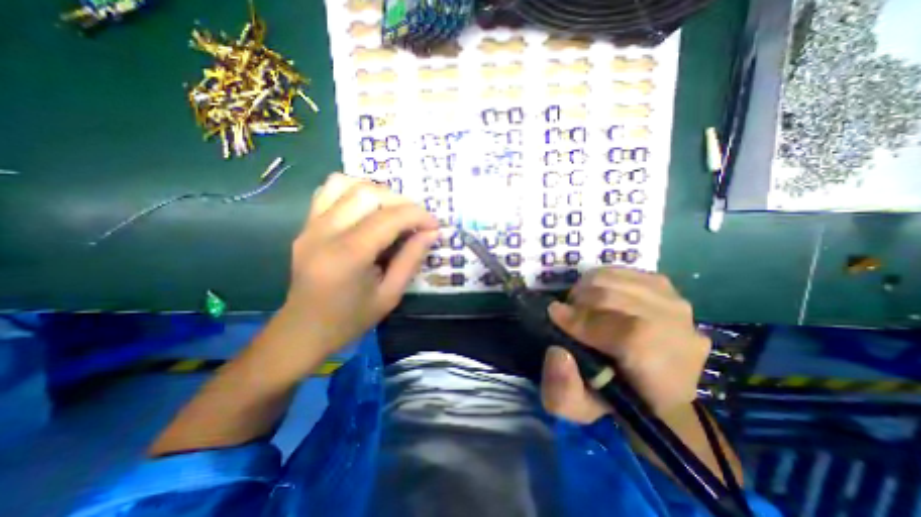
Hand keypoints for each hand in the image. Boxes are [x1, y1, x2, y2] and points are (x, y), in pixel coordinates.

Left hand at [274, 175, 436, 359]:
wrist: (303, 330)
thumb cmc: (350, 320)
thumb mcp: (390, 295)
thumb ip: (411, 260)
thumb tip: (431, 233)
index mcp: (348, 256)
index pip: (389, 218)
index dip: (418, 216)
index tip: (434, 225)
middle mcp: (325, 233)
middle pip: (368, 194)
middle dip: (401, 201)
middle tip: (416, 219)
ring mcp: (310, 226)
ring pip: (345, 184)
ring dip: (377, 191)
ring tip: (393, 210)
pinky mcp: (305, 225)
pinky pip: (328, 191)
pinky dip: (353, 190)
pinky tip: (367, 208)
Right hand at [536, 269, 706, 421]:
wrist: (650, 384)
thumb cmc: (614, 398)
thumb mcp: (578, 409)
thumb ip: (563, 392)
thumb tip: (558, 352)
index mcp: (667, 375)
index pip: (633, 336)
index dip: (586, 321)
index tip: (554, 315)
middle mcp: (682, 335)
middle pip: (621, 299)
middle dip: (580, 302)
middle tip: (564, 313)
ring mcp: (677, 305)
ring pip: (617, 280)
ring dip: (586, 289)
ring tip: (578, 306)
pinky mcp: (664, 287)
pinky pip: (620, 271)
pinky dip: (598, 279)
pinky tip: (595, 297)